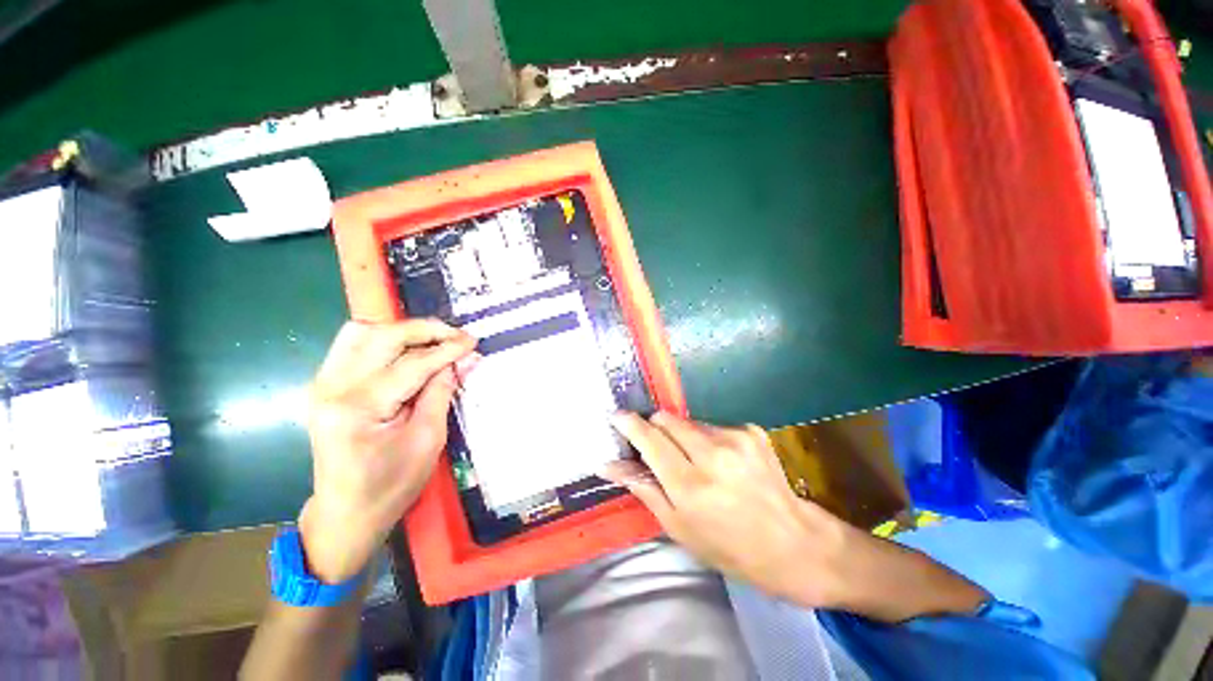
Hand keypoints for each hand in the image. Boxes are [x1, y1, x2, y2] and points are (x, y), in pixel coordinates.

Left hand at [299, 320, 476, 583]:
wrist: (347, 512)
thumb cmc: (391, 485)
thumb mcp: (428, 440)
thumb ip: (442, 392)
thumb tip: (463, 360)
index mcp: (359, 408)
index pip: (411, 364)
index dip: (446, 349)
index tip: (472, 341)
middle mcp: (332, 388)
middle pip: (382, 337)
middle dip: (425, 330)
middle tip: (455, 336)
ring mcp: (322, 385)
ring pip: (361, 333)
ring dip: (402, 331)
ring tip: (433, 340)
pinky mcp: (325, 386)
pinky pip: (353, 346)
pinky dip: (384, 340)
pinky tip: (407, 351)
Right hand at [609, 412, 988, 621]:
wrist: (797, 545)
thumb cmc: (731, 547)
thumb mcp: (679, 528)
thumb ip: (643, 488)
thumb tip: (610, 465)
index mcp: (691, 484)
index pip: (649, 438)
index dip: (629, 424)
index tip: (616, 416)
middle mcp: (712, 453)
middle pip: (666, 418)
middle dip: (655, 428)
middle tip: (658, 451)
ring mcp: (735, 437)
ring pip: (688, 421)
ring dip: (682, 437)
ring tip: (697, 464)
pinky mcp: (751, 430)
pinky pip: (712, 426)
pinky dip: (707, 439)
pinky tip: (722, 463)